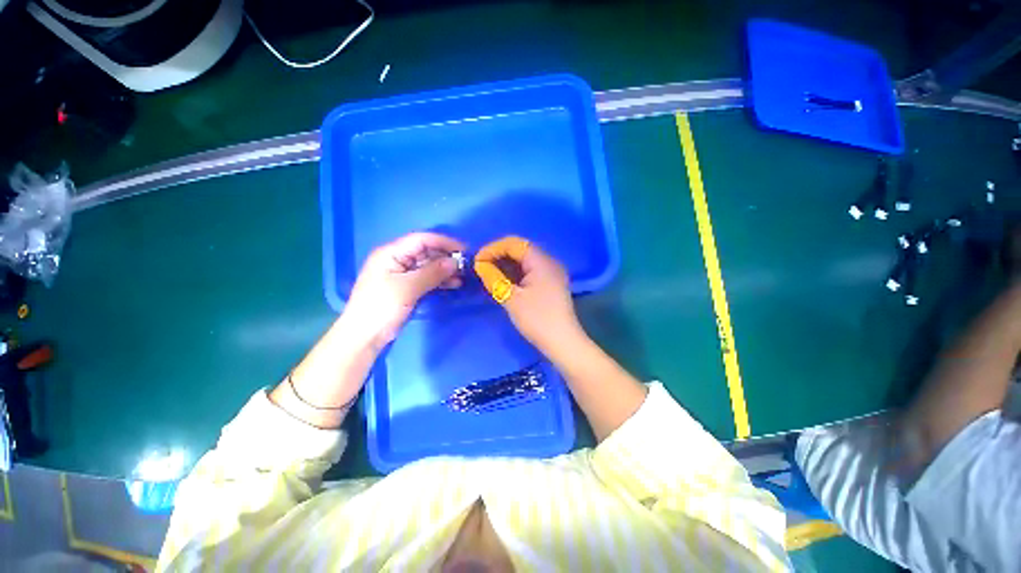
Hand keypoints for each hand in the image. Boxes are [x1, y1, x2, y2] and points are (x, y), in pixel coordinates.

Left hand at [344, 232, 465, 345]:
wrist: (364, 336)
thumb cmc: (382, 307)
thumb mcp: (408, 287)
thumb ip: (433, 272)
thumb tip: (455, 261)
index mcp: (391, 253)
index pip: (421, 240)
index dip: (444, 242)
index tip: (464, 251)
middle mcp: (396, 259)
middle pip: (426, 252)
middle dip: (446, 257)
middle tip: (466, 266)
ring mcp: (401, 274)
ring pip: (428, 266)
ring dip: (445, 270)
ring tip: (463, 276)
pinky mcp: (406, 287)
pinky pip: (426, 278)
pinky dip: (439, 280)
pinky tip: (453, 284)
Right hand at [474, 237, 583, 353]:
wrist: (562, 342)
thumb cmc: (537, 319)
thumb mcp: (511, 298)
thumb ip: (493, 277)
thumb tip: (480, 264)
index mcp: (541, 261)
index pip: (514, 243)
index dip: (493, 248)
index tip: (477, 261)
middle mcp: (549, 262)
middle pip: (520, 249)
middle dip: (499, 255)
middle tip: (481, 267)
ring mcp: (551, 272)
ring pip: (525, 260)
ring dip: (506, 264)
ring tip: (489, 274)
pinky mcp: (551, 283)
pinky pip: (530, 270)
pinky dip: (515, 273)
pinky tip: (504, 280)